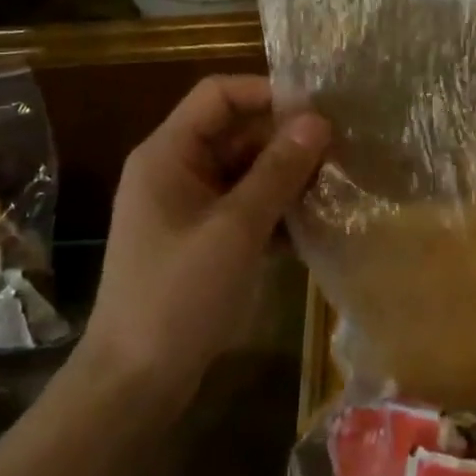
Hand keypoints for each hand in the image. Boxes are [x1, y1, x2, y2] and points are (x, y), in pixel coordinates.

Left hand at [76, 76, 329, 409]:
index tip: (318, 112)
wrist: (136, 382)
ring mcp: (188, 206)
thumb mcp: (235, 229)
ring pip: (244, 170)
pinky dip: (274, 209)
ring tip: (335, 185)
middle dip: (285, 139)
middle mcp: (176, 169)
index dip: (267, 93)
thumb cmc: (179, 294)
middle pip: (235, 132)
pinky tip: (313, 224)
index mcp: (168, 153)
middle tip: (339, 152)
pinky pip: (243, 206)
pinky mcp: (201, 239)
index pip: (219, 95)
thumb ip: (277, 171)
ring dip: (285, 176)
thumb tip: (318, 120)